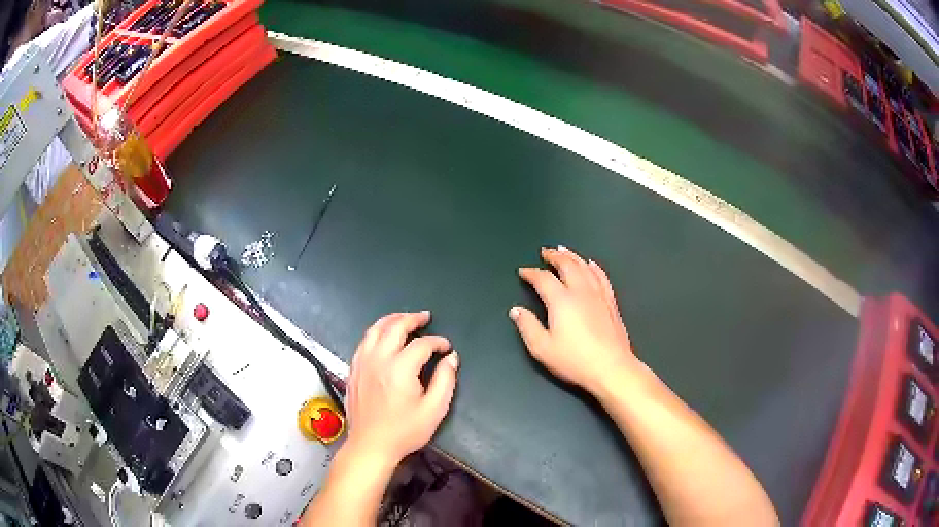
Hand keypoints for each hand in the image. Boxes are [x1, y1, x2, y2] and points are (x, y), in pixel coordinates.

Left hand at [345, 311, 458, 466]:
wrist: (370, 445)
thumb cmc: (404, 431)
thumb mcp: (434, 410)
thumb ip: (445, 381)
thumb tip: (451, 358)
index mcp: (400, 369)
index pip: (421, 344)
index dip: (437, 342)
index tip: (446, 348)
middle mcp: (378, 359)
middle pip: (394, 327)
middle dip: (412, 319)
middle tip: (425, 317)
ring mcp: (362, 363)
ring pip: (374, 329)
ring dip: (391, 320)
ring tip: (404, 319)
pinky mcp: (353, 369)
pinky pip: (364, 341)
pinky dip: (376, 332)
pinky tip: (383, 336)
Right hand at [510, 246, 642, 394]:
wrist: (611, 368)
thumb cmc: (574, 360)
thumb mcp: (542, 348)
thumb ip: (527, 326)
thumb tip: (516, 311)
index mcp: (561, 301)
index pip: (543, 279)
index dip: (531, 273)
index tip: (523, 271)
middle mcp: (580, 291)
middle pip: (566, 265)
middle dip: (554, 256)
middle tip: (545, 251)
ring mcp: (598, 295)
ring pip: (584, 267)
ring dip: (572, 256)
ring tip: (564, 250)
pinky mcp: (611, 302)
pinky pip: (602, 277)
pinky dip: (594, 267)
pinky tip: (591, 264)